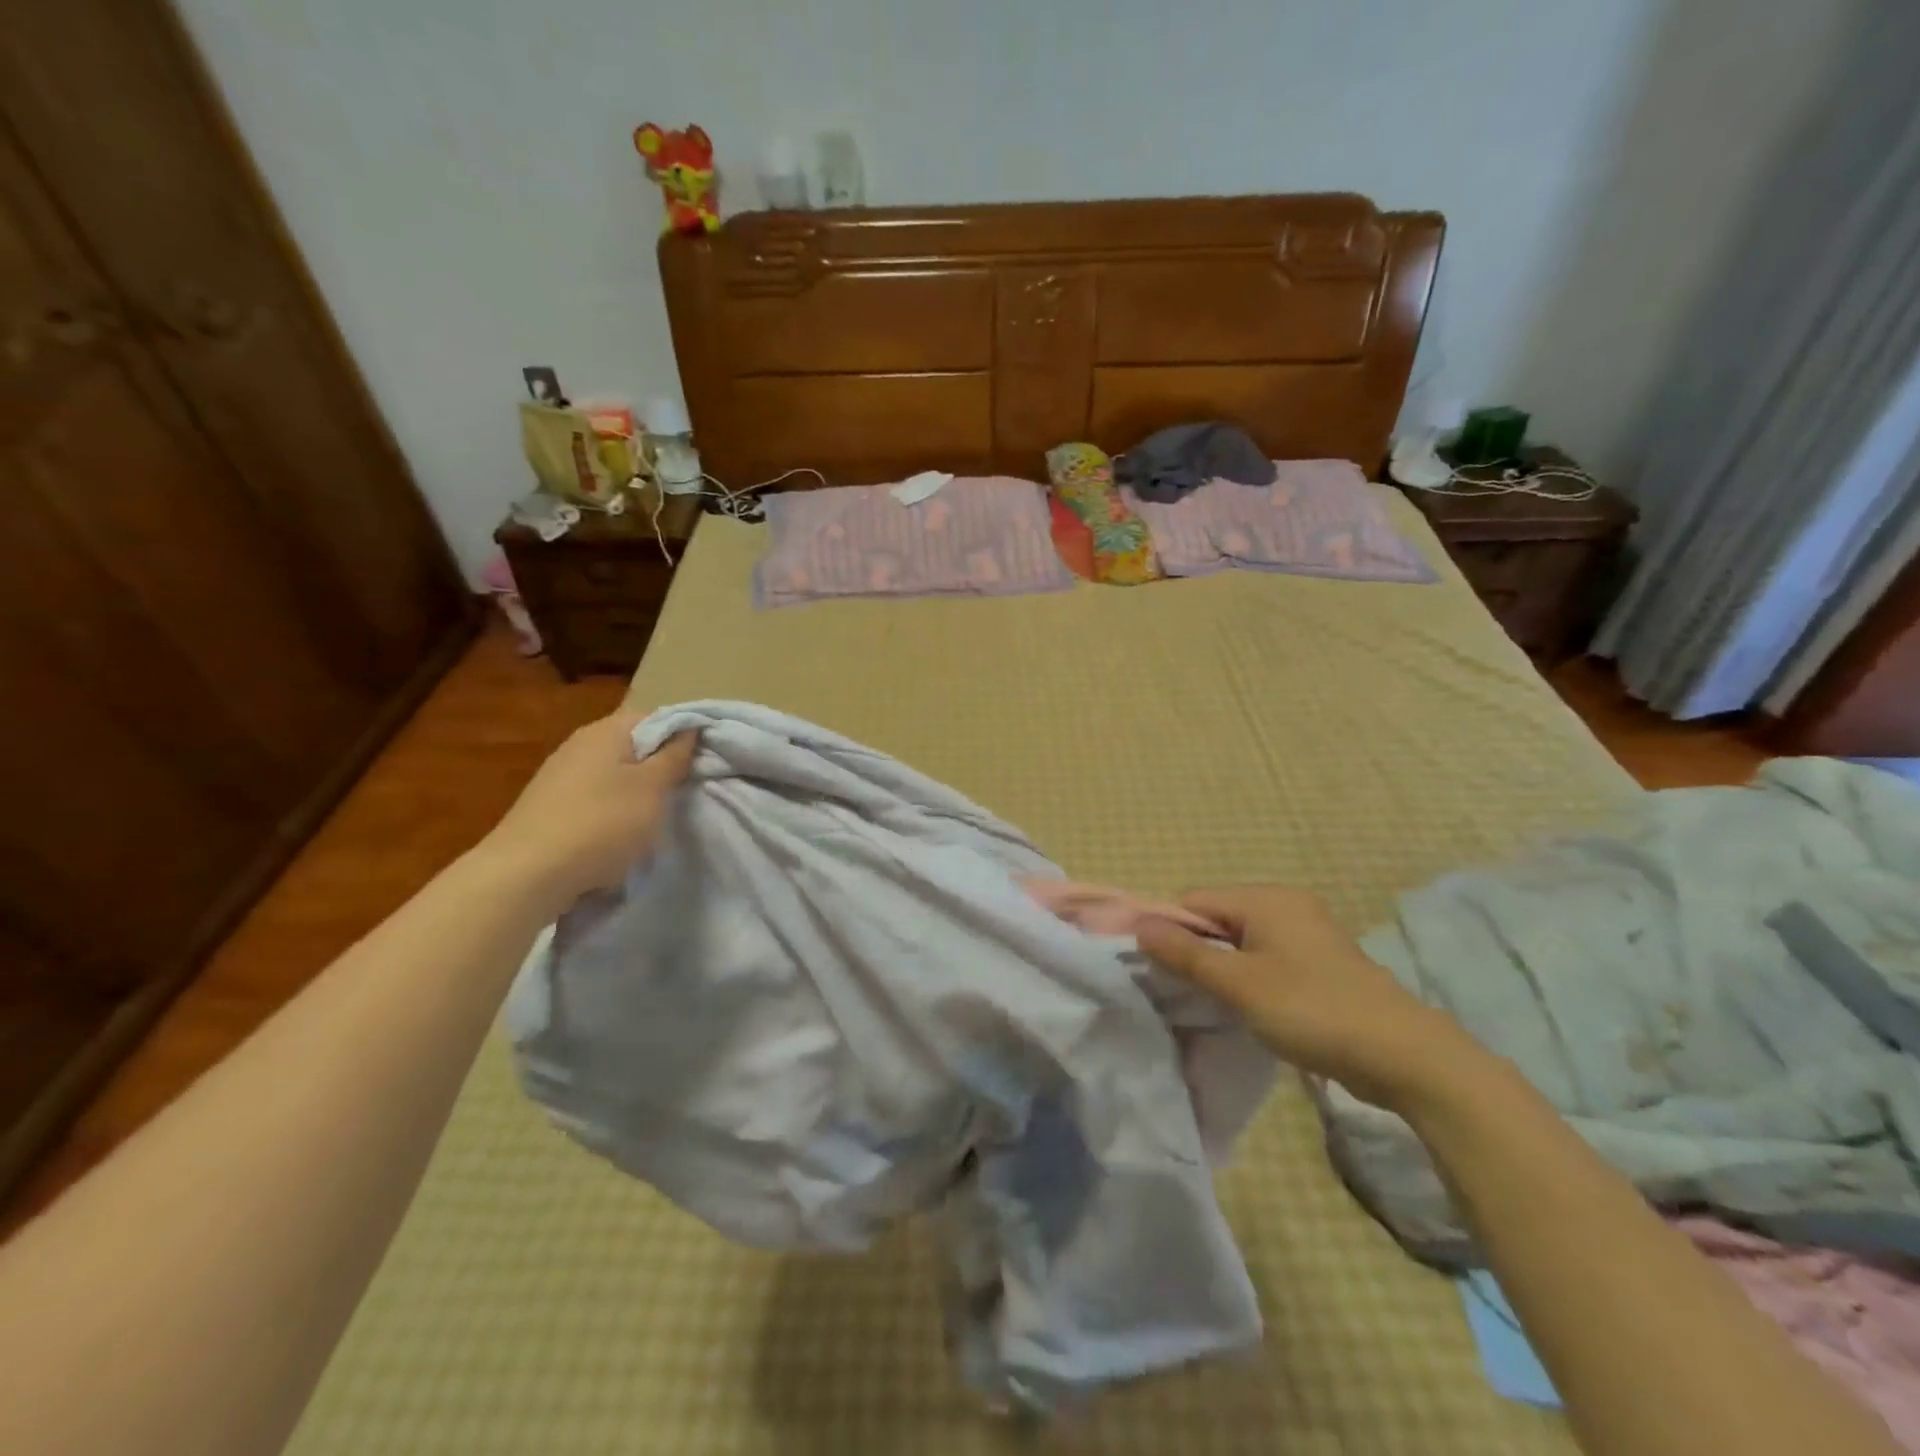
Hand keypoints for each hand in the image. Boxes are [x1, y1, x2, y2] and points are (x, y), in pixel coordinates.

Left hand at [478, 713, 697, 916]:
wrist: (526, 875)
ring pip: (615, 774)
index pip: (656, 717)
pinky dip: (613, 811)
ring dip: (638, 792)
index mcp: (606, 731)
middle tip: (685, 791)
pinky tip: (620, 835)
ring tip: (656, 817)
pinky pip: (595, 798)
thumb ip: (674, 756)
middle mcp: (580, 744)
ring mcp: (560, 776)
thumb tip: (689, 729)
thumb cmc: (601, 823)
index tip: (704, 762)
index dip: (684, 735)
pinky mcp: (549, 806)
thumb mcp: (652, 788)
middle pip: (634, 745)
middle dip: (661, 766)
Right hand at [1137, 886, 1486, 1113]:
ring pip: (1240, 941)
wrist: (1406, 1057)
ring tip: (1212, 1003)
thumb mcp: (1240, 985)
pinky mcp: (1318, 962)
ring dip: (1221, 968)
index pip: (1194, 900)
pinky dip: (1248, 977)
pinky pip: (1265, 957)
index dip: (1170, 932)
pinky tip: (1247, 1007)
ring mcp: (1306, 933)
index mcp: (1266, 899)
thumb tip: (1138, 924)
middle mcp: (1285, 905)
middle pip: (1216, 917)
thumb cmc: (1313, 1011)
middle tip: (1184, 992)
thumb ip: (1186, 954)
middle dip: (1195, 951)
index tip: (1159, 971)